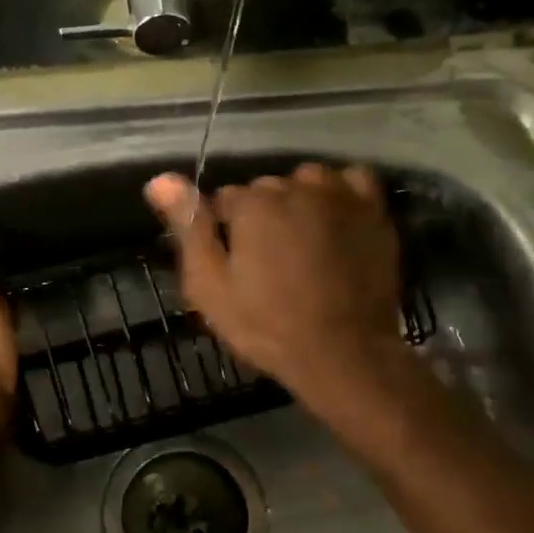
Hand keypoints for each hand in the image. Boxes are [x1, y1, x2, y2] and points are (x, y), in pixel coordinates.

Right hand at [144, 164, 403, 398]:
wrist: (343, 353)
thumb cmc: (267, 326)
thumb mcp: (210, 286)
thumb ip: (189, 228)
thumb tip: (159, 179)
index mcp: (253, 203)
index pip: (225, 201)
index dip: (224, 233)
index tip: (235, 266)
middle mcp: (297, 186)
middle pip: (266, 189)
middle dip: (261, 218)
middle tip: (268, 264)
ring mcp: (340, 195)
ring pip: (306, 182)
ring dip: (299, 202)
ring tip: (302, 244)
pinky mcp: (374, 210)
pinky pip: (351, 181)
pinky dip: (339, 194)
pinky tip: (334, 220)